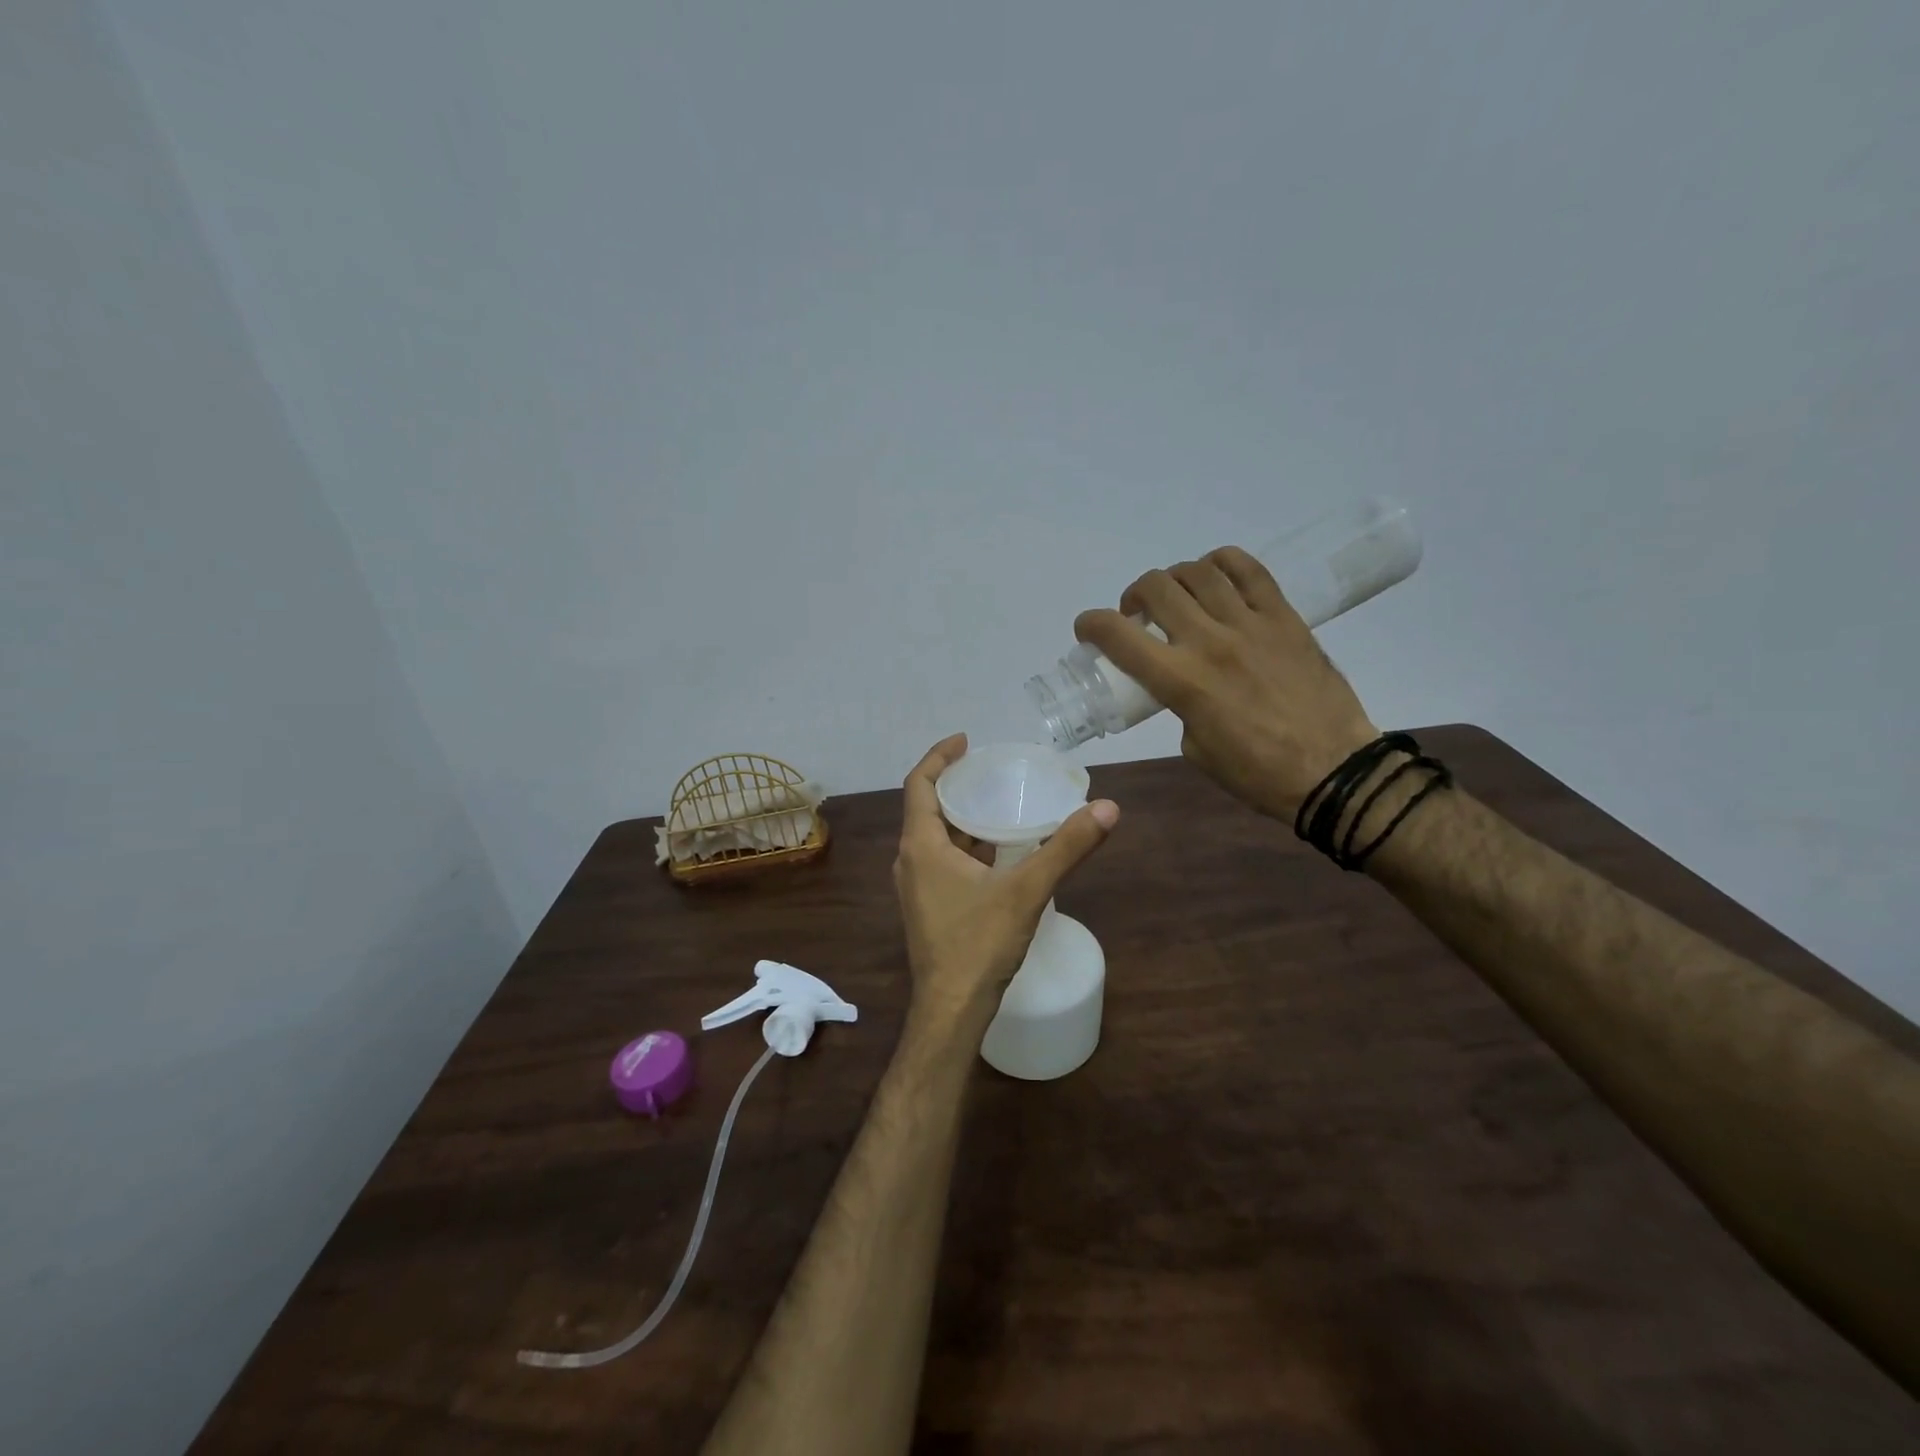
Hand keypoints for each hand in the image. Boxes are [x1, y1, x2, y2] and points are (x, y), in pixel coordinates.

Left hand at [893, 735, 1118, 1026]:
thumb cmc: (979, 944)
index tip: (965, 740)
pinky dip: (966, 846)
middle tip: (991, 770)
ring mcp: (917, 887)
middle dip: (956, 785)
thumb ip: (1066, 848)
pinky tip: (998, 852)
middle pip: (927, 808)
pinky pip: (943, 861)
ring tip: (999, 803)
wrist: (952, 1010)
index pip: (919, 784)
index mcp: (921, 846)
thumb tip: (1108, 808)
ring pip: (936, 838)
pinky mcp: (928, 907)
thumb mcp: (1026, 890)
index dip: (939, 756)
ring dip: (962, 818)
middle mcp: (911, 861)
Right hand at [1074, 548, 1378, 821]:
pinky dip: (1221, 564)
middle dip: (1133, 597)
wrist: (1334, 771)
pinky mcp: (1285, 617)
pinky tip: (1215, 577)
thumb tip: (1183, 684)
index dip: (1091, 624)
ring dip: (1174, 579)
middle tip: (1138, 616)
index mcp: (1182, 681)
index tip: (1087, 629)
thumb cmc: (1258, 774)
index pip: (1119, 636)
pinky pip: (1249, 570)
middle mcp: (1210, 641)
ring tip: (1178, 597)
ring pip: (1198, 572)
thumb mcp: (1196, 749)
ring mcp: (1251, 624)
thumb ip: (1180, 706)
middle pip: (1156, 588)